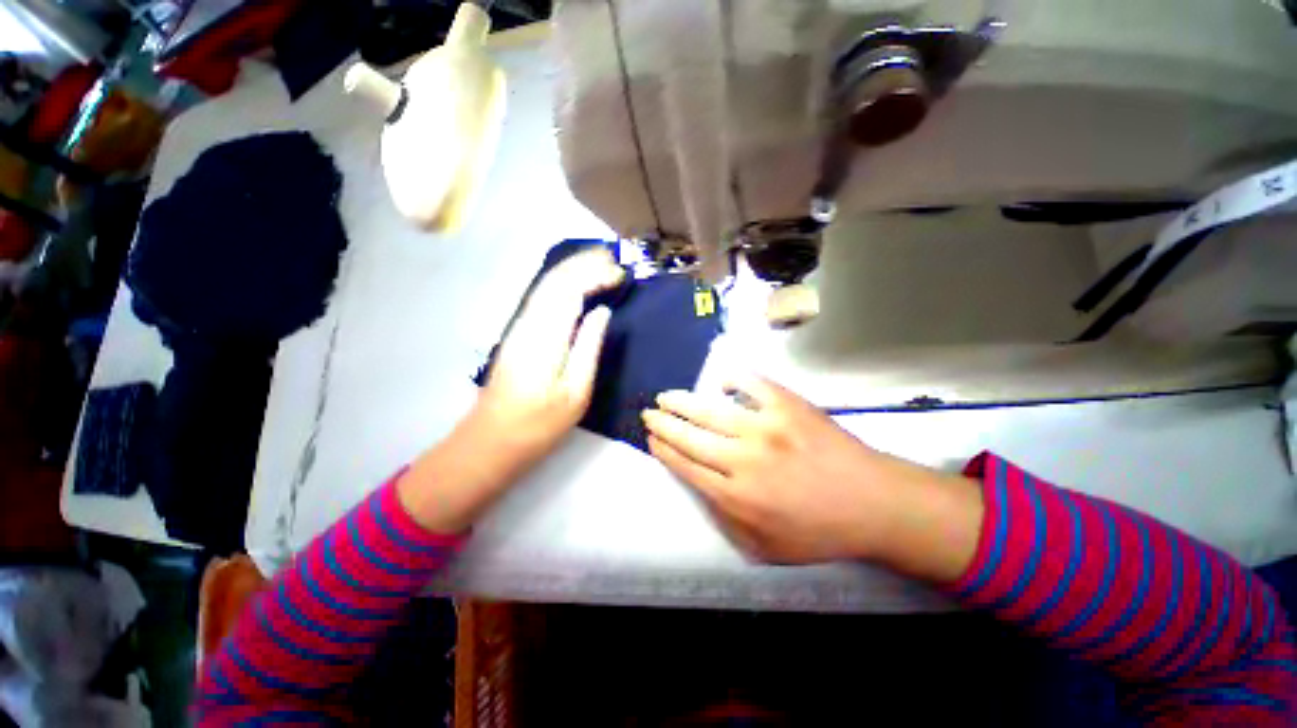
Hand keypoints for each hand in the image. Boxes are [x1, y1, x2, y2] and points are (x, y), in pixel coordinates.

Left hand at [399, 248, 623, 532]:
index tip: (621, 274)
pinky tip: (576, 284)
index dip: (596, 274)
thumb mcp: (576, 392)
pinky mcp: (518, 334)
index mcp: (546, 337)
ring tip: (600, 263)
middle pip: (555, 279)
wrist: (492, 440)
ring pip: (546, 285)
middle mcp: (529, 323)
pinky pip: (542, 297)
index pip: (570, 289)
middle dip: (584, 262)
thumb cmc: (539, 423)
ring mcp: (520, 327)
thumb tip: (602, 312)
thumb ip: (589, 346)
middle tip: (614, 258)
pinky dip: (562, 283)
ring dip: (573, 269)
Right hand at [643, 376, 982, 577]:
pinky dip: (732, 378)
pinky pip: (750, 384)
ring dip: (681, 402)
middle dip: (662, 424)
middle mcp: (743, 460)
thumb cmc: (820, 530)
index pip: (686, 465)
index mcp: (735, 496)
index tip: (651, 439)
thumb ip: (726, 521)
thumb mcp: (766, 548)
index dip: (663, 449)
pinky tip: (721, 380)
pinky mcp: (787, 406)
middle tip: (649, 413)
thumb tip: (701, 488)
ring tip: (666, 396)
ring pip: (709, 410)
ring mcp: (765, 427)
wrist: (873, 503)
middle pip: (688, 437)